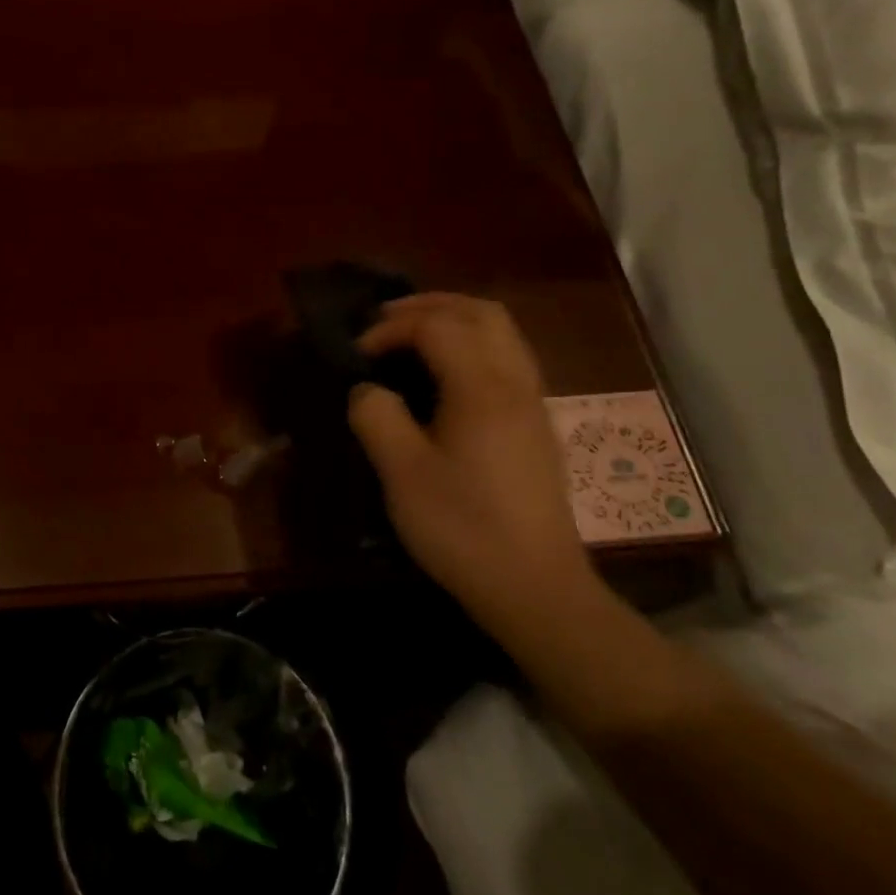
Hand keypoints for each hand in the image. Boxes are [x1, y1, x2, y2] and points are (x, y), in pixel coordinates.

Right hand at [347, 294, 595, 636]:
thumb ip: (376, 416)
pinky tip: (445, 375)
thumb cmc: (463, 527)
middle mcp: (515, 383)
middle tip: (386, 320)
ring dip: (455, 320)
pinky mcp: (537, 426)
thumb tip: (368, 389)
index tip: (359, 354)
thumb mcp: (401, 473)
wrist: (536, 589)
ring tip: (413, 336)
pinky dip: (473, 344)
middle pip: (481, 313)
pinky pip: (508, 358)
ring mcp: (533, 404)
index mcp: (482, 388)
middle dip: (430, 305)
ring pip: (502, 332)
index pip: (436, 326)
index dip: (391, 328)